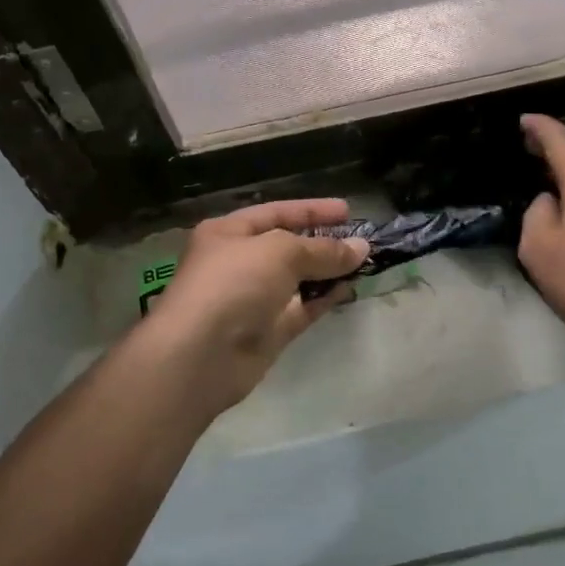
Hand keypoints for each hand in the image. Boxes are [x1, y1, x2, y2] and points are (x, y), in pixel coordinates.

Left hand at [143, 199, 368, 415]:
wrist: (200, 355)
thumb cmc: (234, 284)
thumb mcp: (280, 252)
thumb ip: (322, 249)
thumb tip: (361, 248)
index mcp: (229, 232)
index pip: (276, 212)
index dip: (312, 210)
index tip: (348, 211)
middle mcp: (239, 262)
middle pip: (288, 246)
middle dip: (324, 242)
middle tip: (363, 240)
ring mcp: (254, 299)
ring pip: (298, 279)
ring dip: (328, 271)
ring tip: (364, 263)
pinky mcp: (268, 331)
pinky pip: (302, 308)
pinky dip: (323, 299)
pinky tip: (349, 289)